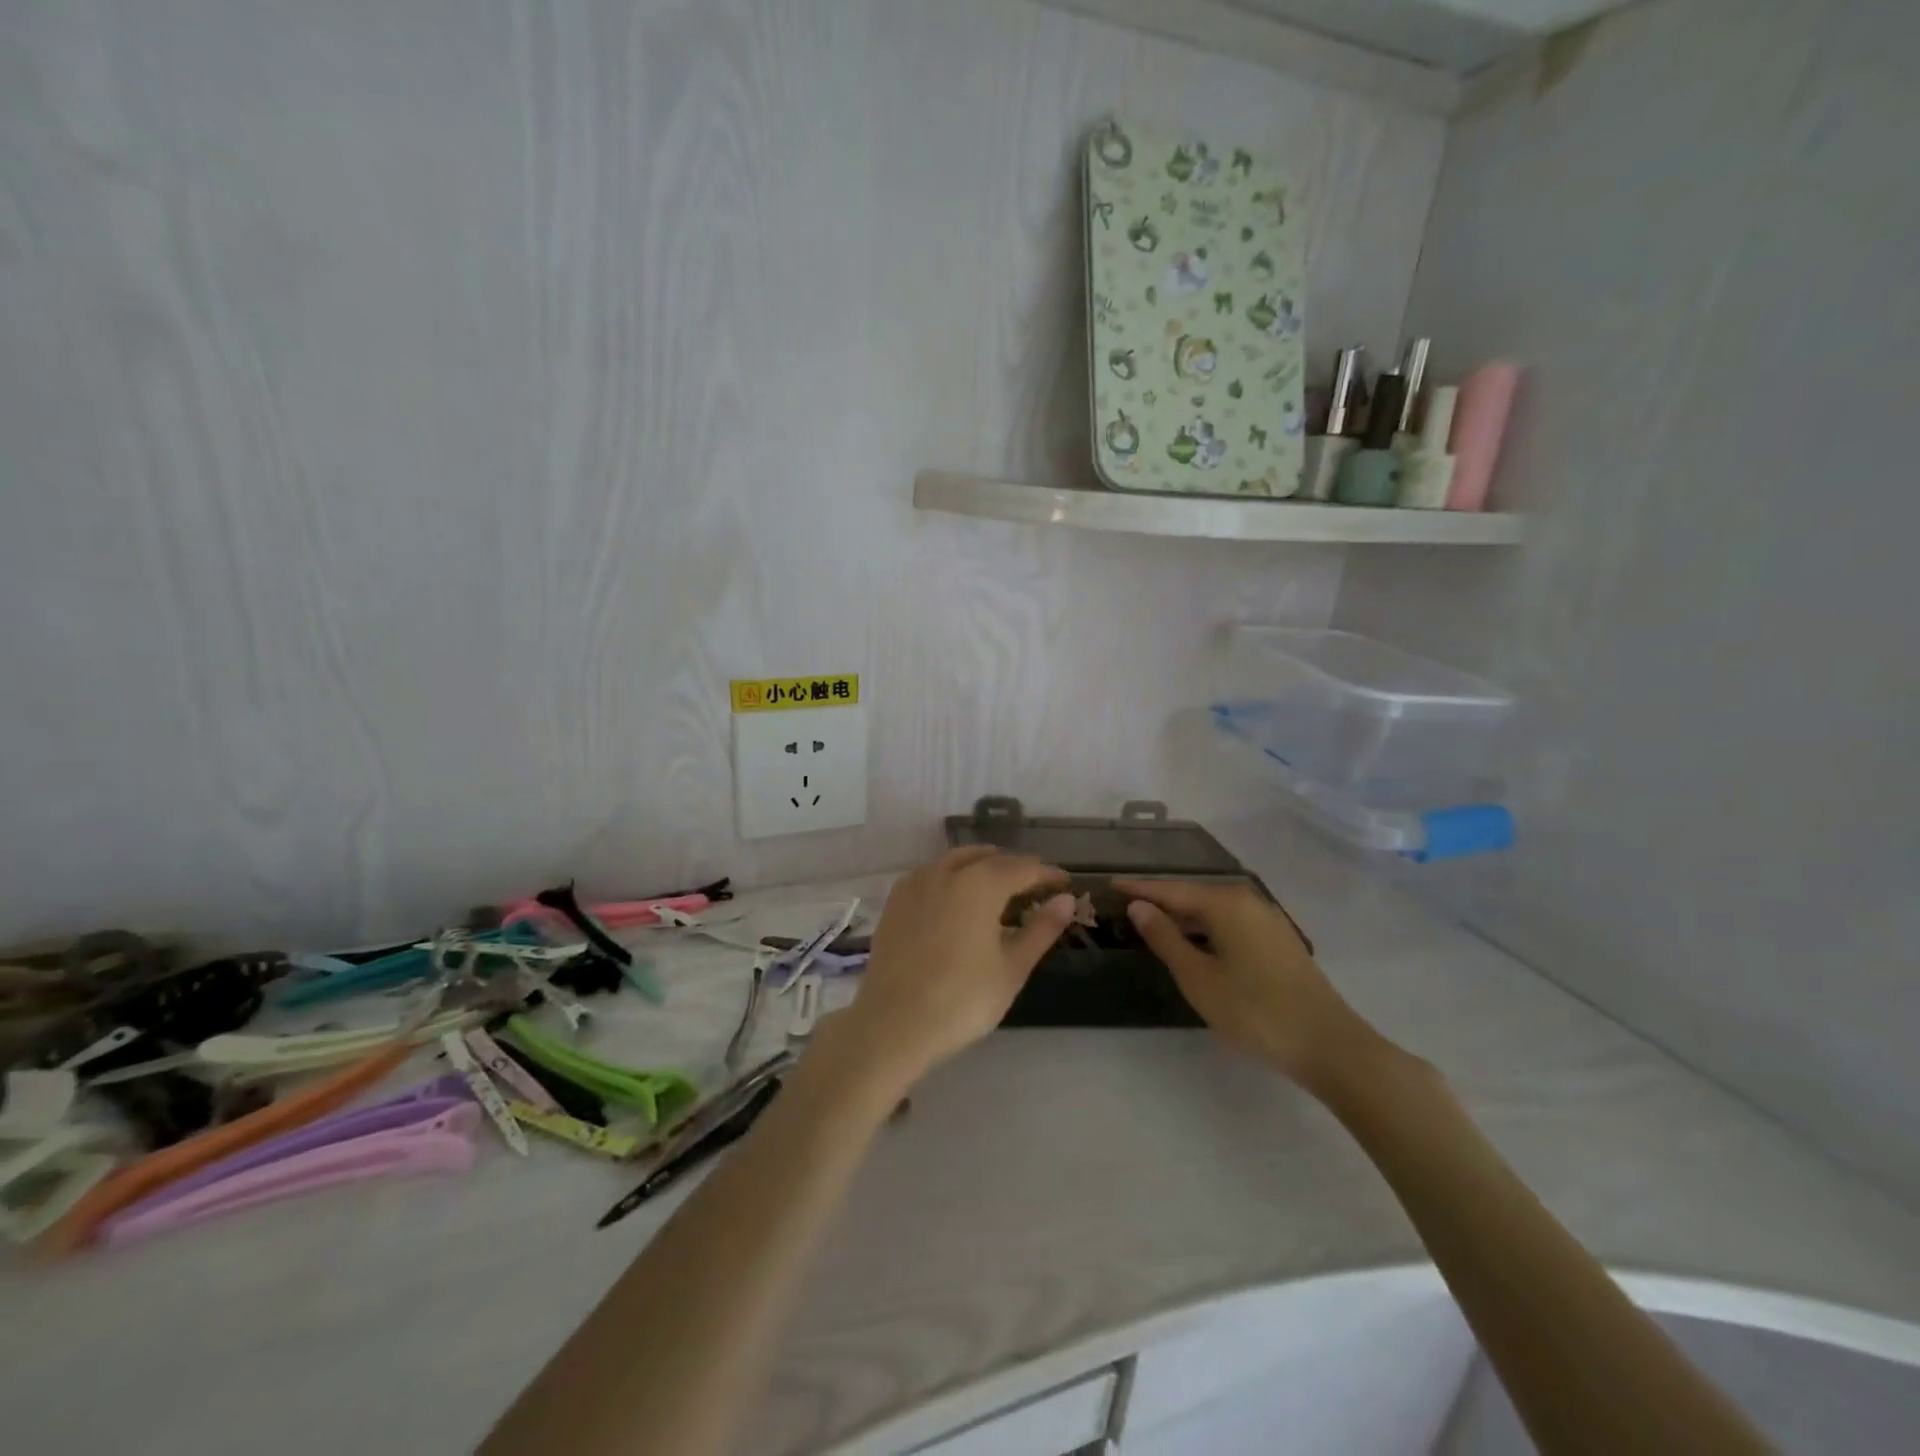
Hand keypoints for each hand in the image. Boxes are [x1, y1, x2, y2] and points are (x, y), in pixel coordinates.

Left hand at [829, 848, 1072, 1092]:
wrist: (892, 1024)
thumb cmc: (962, 1000)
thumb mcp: (1012, 968)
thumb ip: (1041, 929)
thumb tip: (1066, 900)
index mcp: (980, 883)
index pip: (1023, 868)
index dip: (1047, 874)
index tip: (1065, 884)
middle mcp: (946, 871)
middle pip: (989, 858)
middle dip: (1015, 868)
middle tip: (1035, 887)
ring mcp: (916, 883)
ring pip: (956, 860)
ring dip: (982, 866)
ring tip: (1000, 889)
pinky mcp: (895, 900)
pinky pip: (931, 874)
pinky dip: (952, 876)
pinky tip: (958, 898)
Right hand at [1118, 878, 1383, 1094]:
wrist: (1328, 1045)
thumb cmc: (1255, 1011)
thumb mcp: (1199, 978)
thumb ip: (1165, 938)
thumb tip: (1139, 907)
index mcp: (1225, 903)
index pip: (1170, 890)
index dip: (1138, 889)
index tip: (1109, 885)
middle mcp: (1247, 900)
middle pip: (1192, 895)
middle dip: (1159, 900)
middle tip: (1124, 906)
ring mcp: (1266, 919)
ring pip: (1212, 910)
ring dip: (1182, 916)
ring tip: (1150, 924)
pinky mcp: (1277, 940)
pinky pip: (1229, 923)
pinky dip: (1204, 928)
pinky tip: (1192, 943)